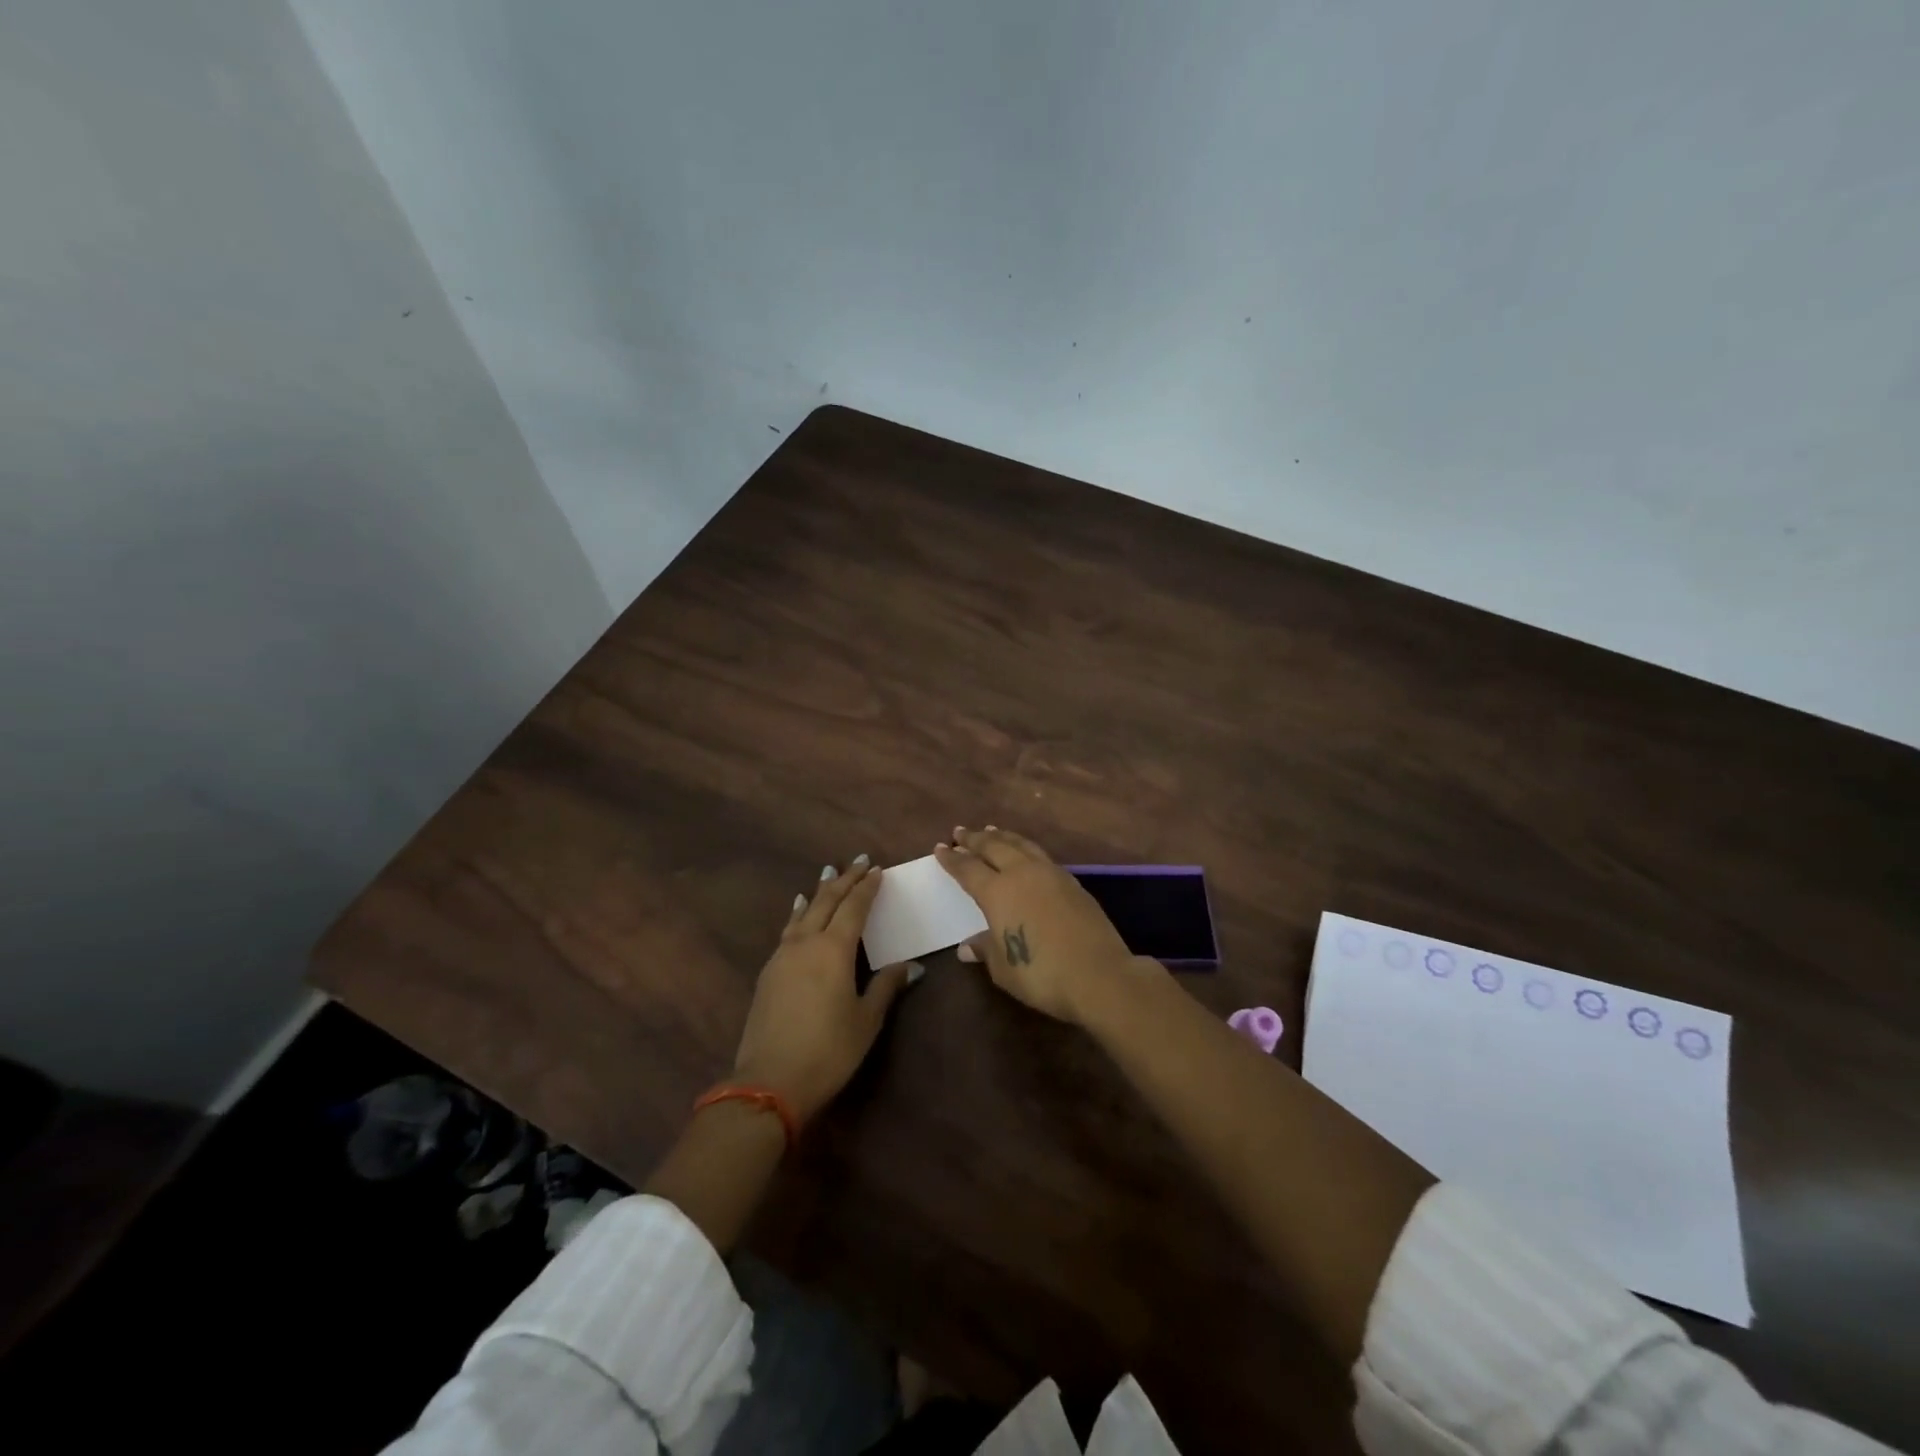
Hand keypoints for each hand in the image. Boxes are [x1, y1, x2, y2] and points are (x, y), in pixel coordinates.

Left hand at [732, 857, 919, 1123]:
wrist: (770, 1081)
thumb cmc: (828, 1050)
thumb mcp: (866, 1020)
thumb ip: (886, 986)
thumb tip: (912, 965)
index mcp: (834, 949)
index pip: (854, 907)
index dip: (867, 887)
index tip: (878, 870)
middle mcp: (806, 942)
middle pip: (827, 901)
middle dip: (845, 880)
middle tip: (859, 862)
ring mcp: (782, 956)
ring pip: (804, 912)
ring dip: (820, 891)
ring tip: (828, 874)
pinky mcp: (768, 972)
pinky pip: (788, 929)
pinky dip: (799, 913)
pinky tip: (799, 911)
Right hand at [934, 827, 1136, 1023]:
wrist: (1099, 974)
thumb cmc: (1042, 974)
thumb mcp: (1004, 968)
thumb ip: (985, 950)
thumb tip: (968, 946)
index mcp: (998, 892)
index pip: (968, 869)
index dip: (953, 859)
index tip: (940, 848)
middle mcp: (1022, 874)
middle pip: (994, 847)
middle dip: (974, 839)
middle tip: (960, 832)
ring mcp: (1051, 874)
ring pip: (1021, 845)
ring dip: (1002, 836)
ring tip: (991, 830)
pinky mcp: (1072, 882)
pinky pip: (1040, 855)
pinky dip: (1025, 848)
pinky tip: (1025, 854)